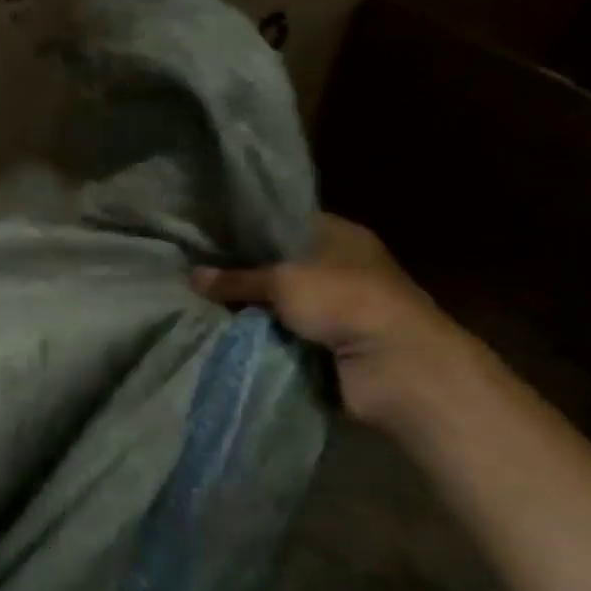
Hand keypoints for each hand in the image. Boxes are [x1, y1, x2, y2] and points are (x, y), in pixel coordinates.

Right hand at [192, 215, 472, 431]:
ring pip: (279, 303)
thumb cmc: (345, 302)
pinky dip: (262, 337)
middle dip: (242, 272)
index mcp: (339, 235)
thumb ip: (237, 279)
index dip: (248, 227)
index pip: (285, 222)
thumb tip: (192, 276)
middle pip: (279, 265)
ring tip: (198, 301)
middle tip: (193, 269)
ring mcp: (336, 308)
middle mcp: (339, 267)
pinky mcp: (330, 344)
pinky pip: (284, 335)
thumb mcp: (283, 282)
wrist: (397, 368)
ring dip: (250, 309)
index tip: (208, 233)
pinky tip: (222, 331)